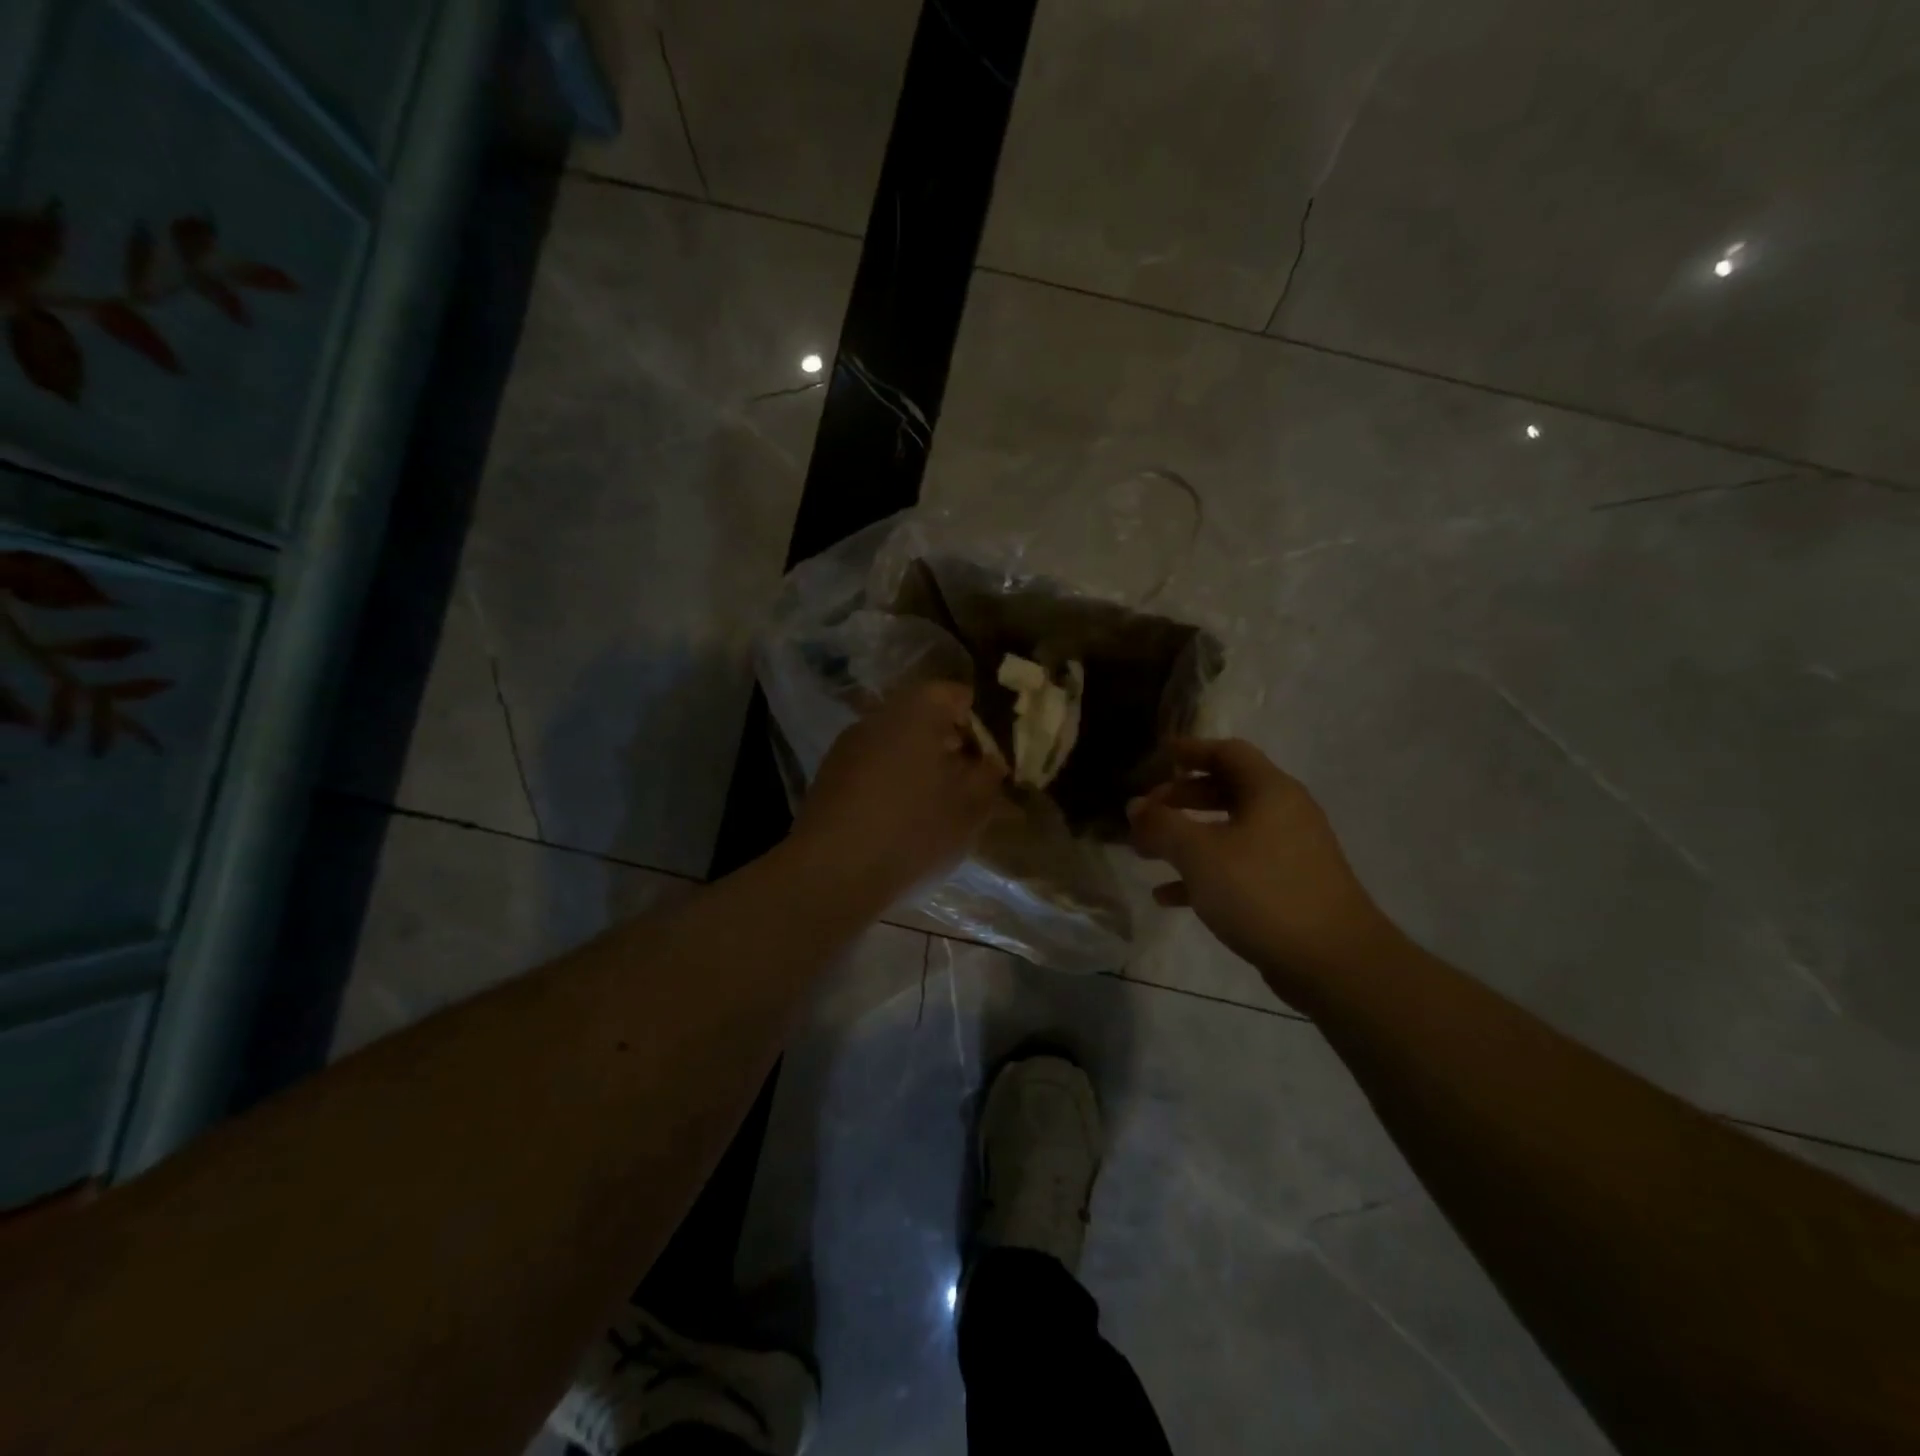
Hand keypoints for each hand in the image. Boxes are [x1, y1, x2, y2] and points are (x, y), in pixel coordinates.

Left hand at [790, 681, 1006, 904]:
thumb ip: (988, 775)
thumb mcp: (969, 807)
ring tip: (938, 805)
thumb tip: (991, 760)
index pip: (956, 694)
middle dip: (950, 744)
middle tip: (970, 782)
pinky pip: (873, 767)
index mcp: (917, 711)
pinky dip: (892, 782)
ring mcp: (848, 745)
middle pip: (923, 717)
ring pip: (896, 743)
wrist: (831, 873)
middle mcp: (878, 716)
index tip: (992, 757)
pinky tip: (901, 819)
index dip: (979, 723)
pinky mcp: (829, 776)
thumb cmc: (913, 830)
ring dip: (920, 764)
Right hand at [1128, 739, 1397, 995]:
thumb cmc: (1262, 892)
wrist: (1334, 962)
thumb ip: (1162, 825)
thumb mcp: (1200, 854)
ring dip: (1186, 839)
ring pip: (1228, 832)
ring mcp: (1288, 853)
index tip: (1158, 757)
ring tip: (1146, 854)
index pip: (1228, 752)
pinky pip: (1237, 868)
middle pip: (1226, 791)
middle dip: (1181, 799)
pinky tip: (1167, 896)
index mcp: (1270, 792)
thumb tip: (1135, 806)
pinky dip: (1202, 874)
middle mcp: (1284, 814)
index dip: (1191, 750)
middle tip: (1146, 813)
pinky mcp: (1286, 889)